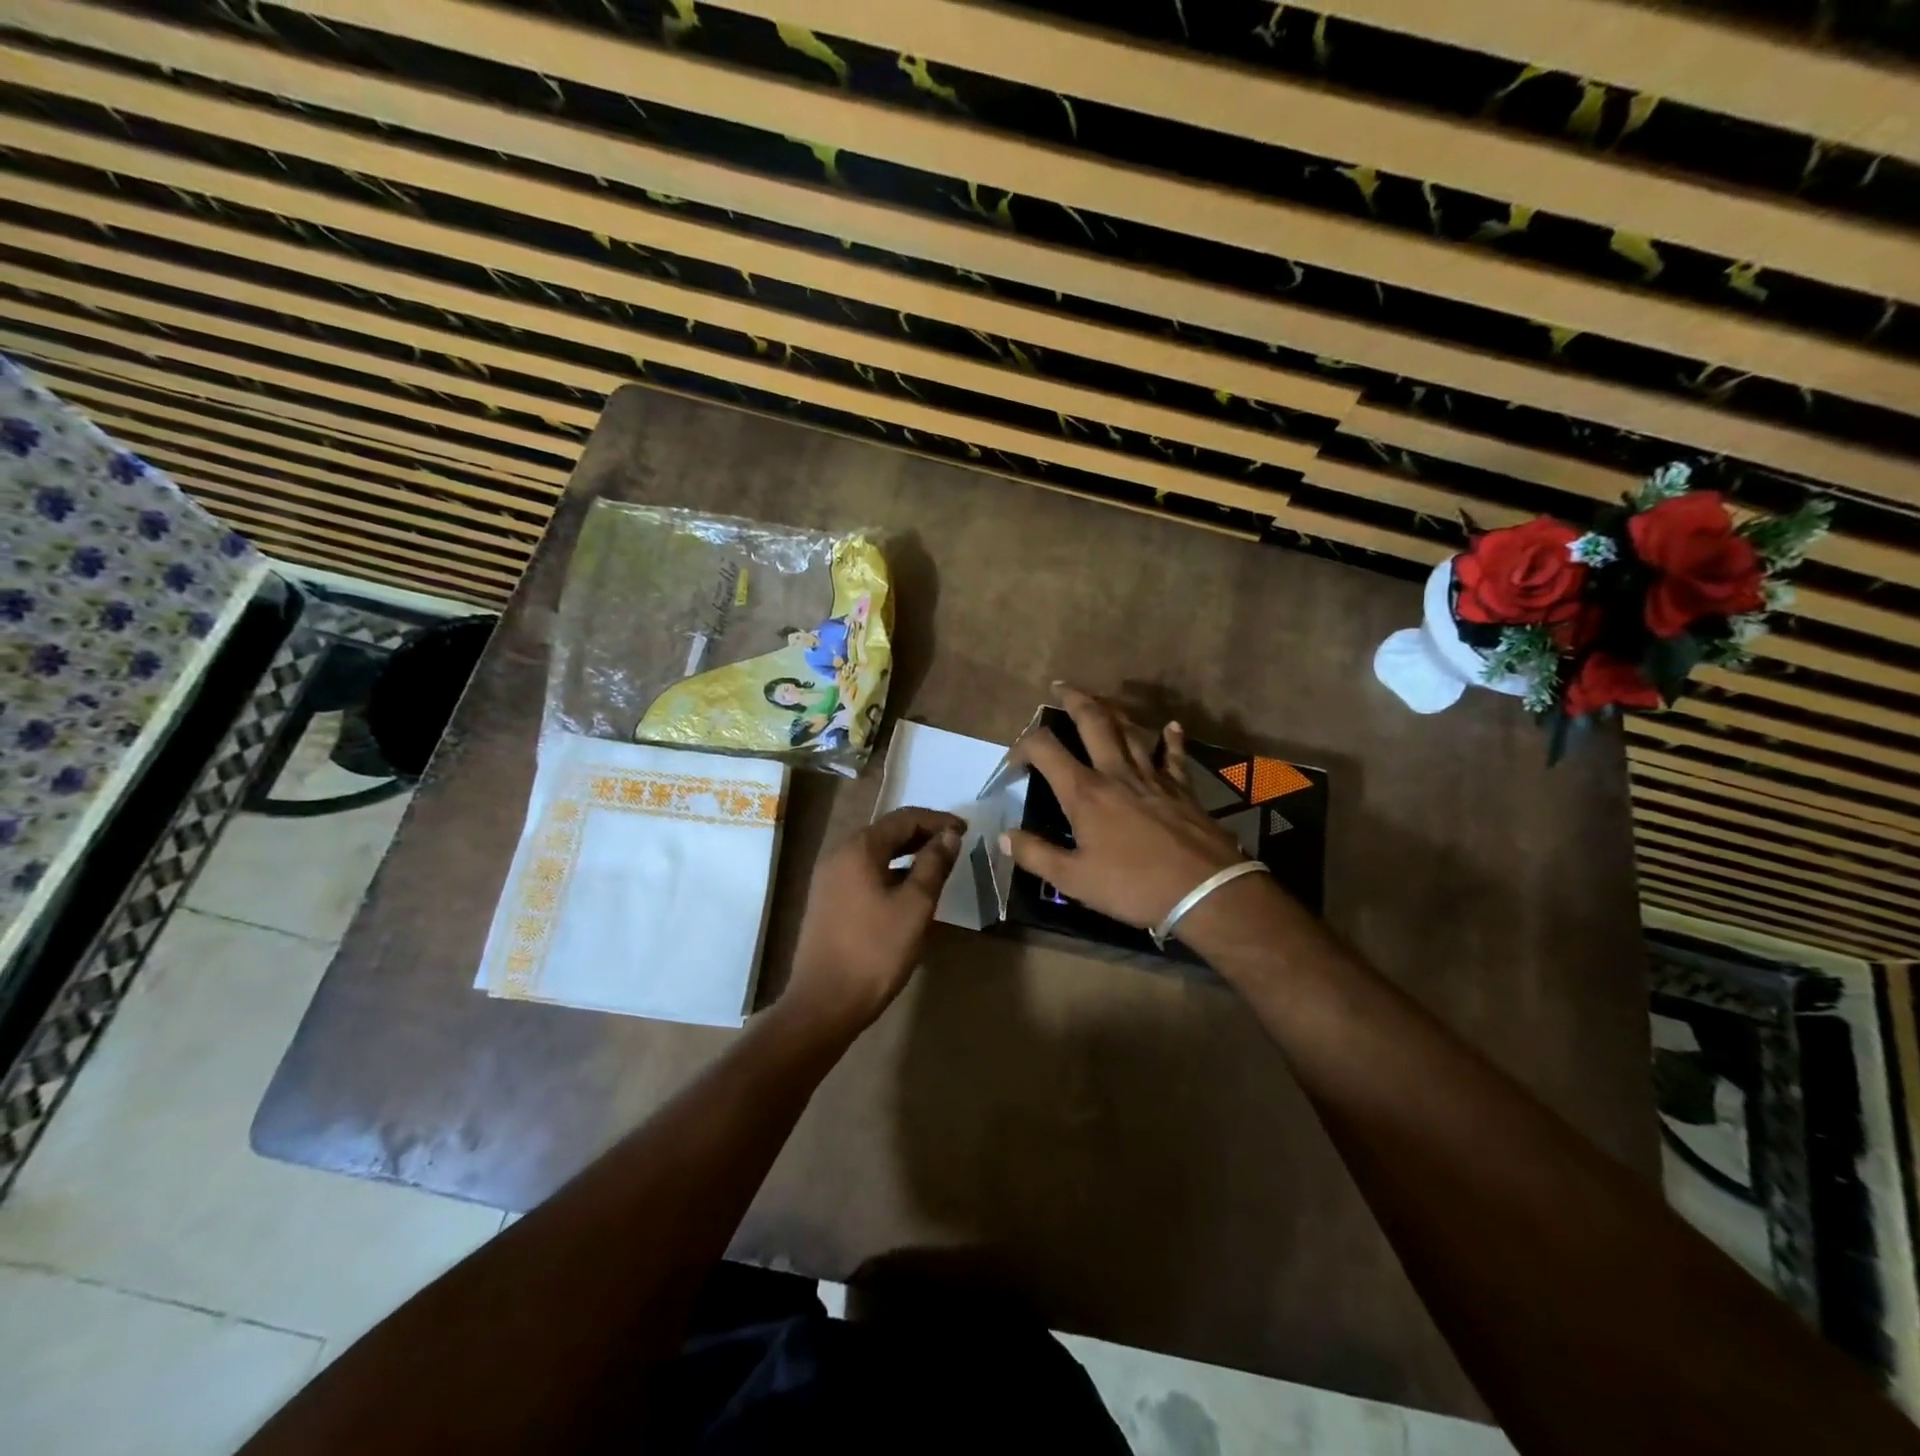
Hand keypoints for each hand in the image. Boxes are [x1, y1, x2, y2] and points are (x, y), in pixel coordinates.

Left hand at [784, 807, 965, 1031]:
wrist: (823, 1003)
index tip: (965, 830)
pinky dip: (889, 871)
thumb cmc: (875, 951)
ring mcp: (828, 879)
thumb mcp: (915, 906)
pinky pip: (863, 872)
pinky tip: (907, 890)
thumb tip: (949, 836)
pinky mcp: (827, 901)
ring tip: (936, 865)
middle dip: (922, 834)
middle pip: (886, 832)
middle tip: (954, 844)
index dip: (937, 820)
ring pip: (874, 853)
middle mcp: (838, 855)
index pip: (903, 819)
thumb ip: (933, 865)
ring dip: (906, 853)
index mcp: (858, 849)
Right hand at [1003, 686, 1244, 929]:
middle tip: (1060, 687)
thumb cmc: (1133, 887)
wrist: (1204, 892)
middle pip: (1093, 722)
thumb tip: (1004, 837)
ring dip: (1113, 711)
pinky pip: (1174, 755)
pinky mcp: (1182, 789)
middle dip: (1074, 700)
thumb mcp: (1074, 880)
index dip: (1023, 746)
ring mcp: (1152, 777)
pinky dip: (1171, 739)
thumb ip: (1036, 855)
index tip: (1013, 761)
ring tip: (1101, 700)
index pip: (1045, 750)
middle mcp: (1116, 773)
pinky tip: (1171, 726)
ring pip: (1130, 731)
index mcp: (1085, 793)